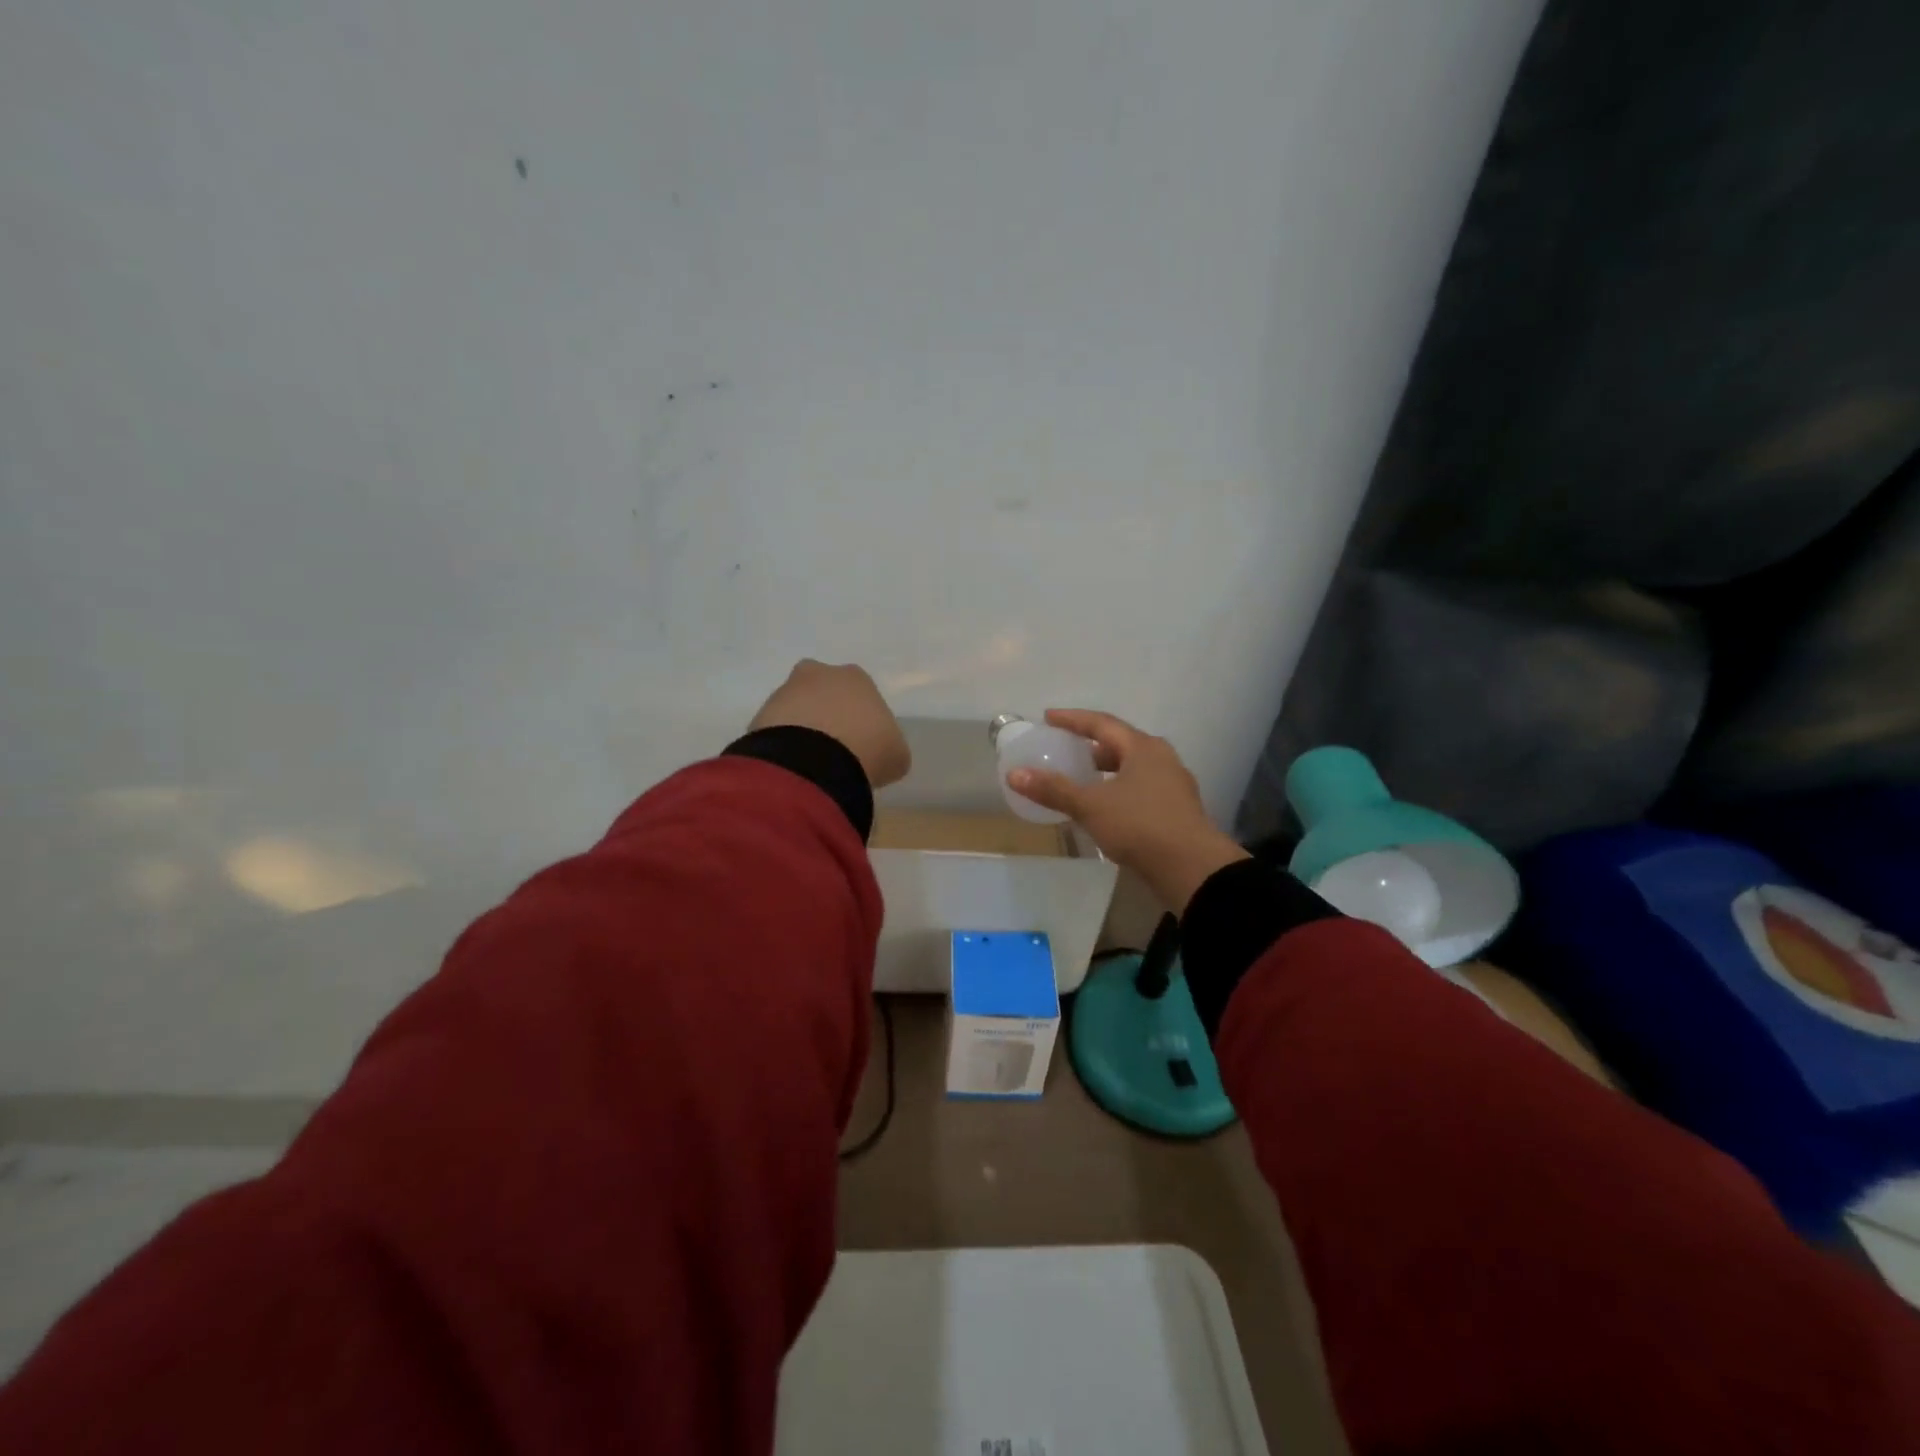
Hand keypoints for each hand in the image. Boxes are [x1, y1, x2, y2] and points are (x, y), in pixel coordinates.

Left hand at [747, 660, 911, 789]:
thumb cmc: (868, 749)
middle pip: (822, 692)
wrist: (814, 763)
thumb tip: (879, 754)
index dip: (861, 718)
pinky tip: (794, 769)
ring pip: (795, 709)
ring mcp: (784, 693)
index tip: (862, 743)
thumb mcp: (896, 754)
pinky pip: (775, 731)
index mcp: (856, 677)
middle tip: (833, 750)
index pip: (859, 693)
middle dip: (826, 715)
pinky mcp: (760, 716)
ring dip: (801, 731)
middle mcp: (818, 675)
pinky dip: (783, 747)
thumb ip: (887, 746)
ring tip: (811, 766)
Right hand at [1007, 709, 1247, 912]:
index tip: (1048, 717)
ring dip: (1106, 770)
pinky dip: (1117, 790)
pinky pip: (1140, 789)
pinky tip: (1104, 808)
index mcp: (1143, 748)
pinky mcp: (1176, 810)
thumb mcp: (1090, 806)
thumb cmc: (1140, 826)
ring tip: (1081, 780)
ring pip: (1132, 768)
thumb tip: (1015, 774)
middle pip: (1120, 744)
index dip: (1073, 719)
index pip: (1102, 723)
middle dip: (1091, 746)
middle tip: (1065, 749)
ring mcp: (1172, 785)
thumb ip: (1053, 789)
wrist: (1192, 868)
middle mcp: (1161, 759)